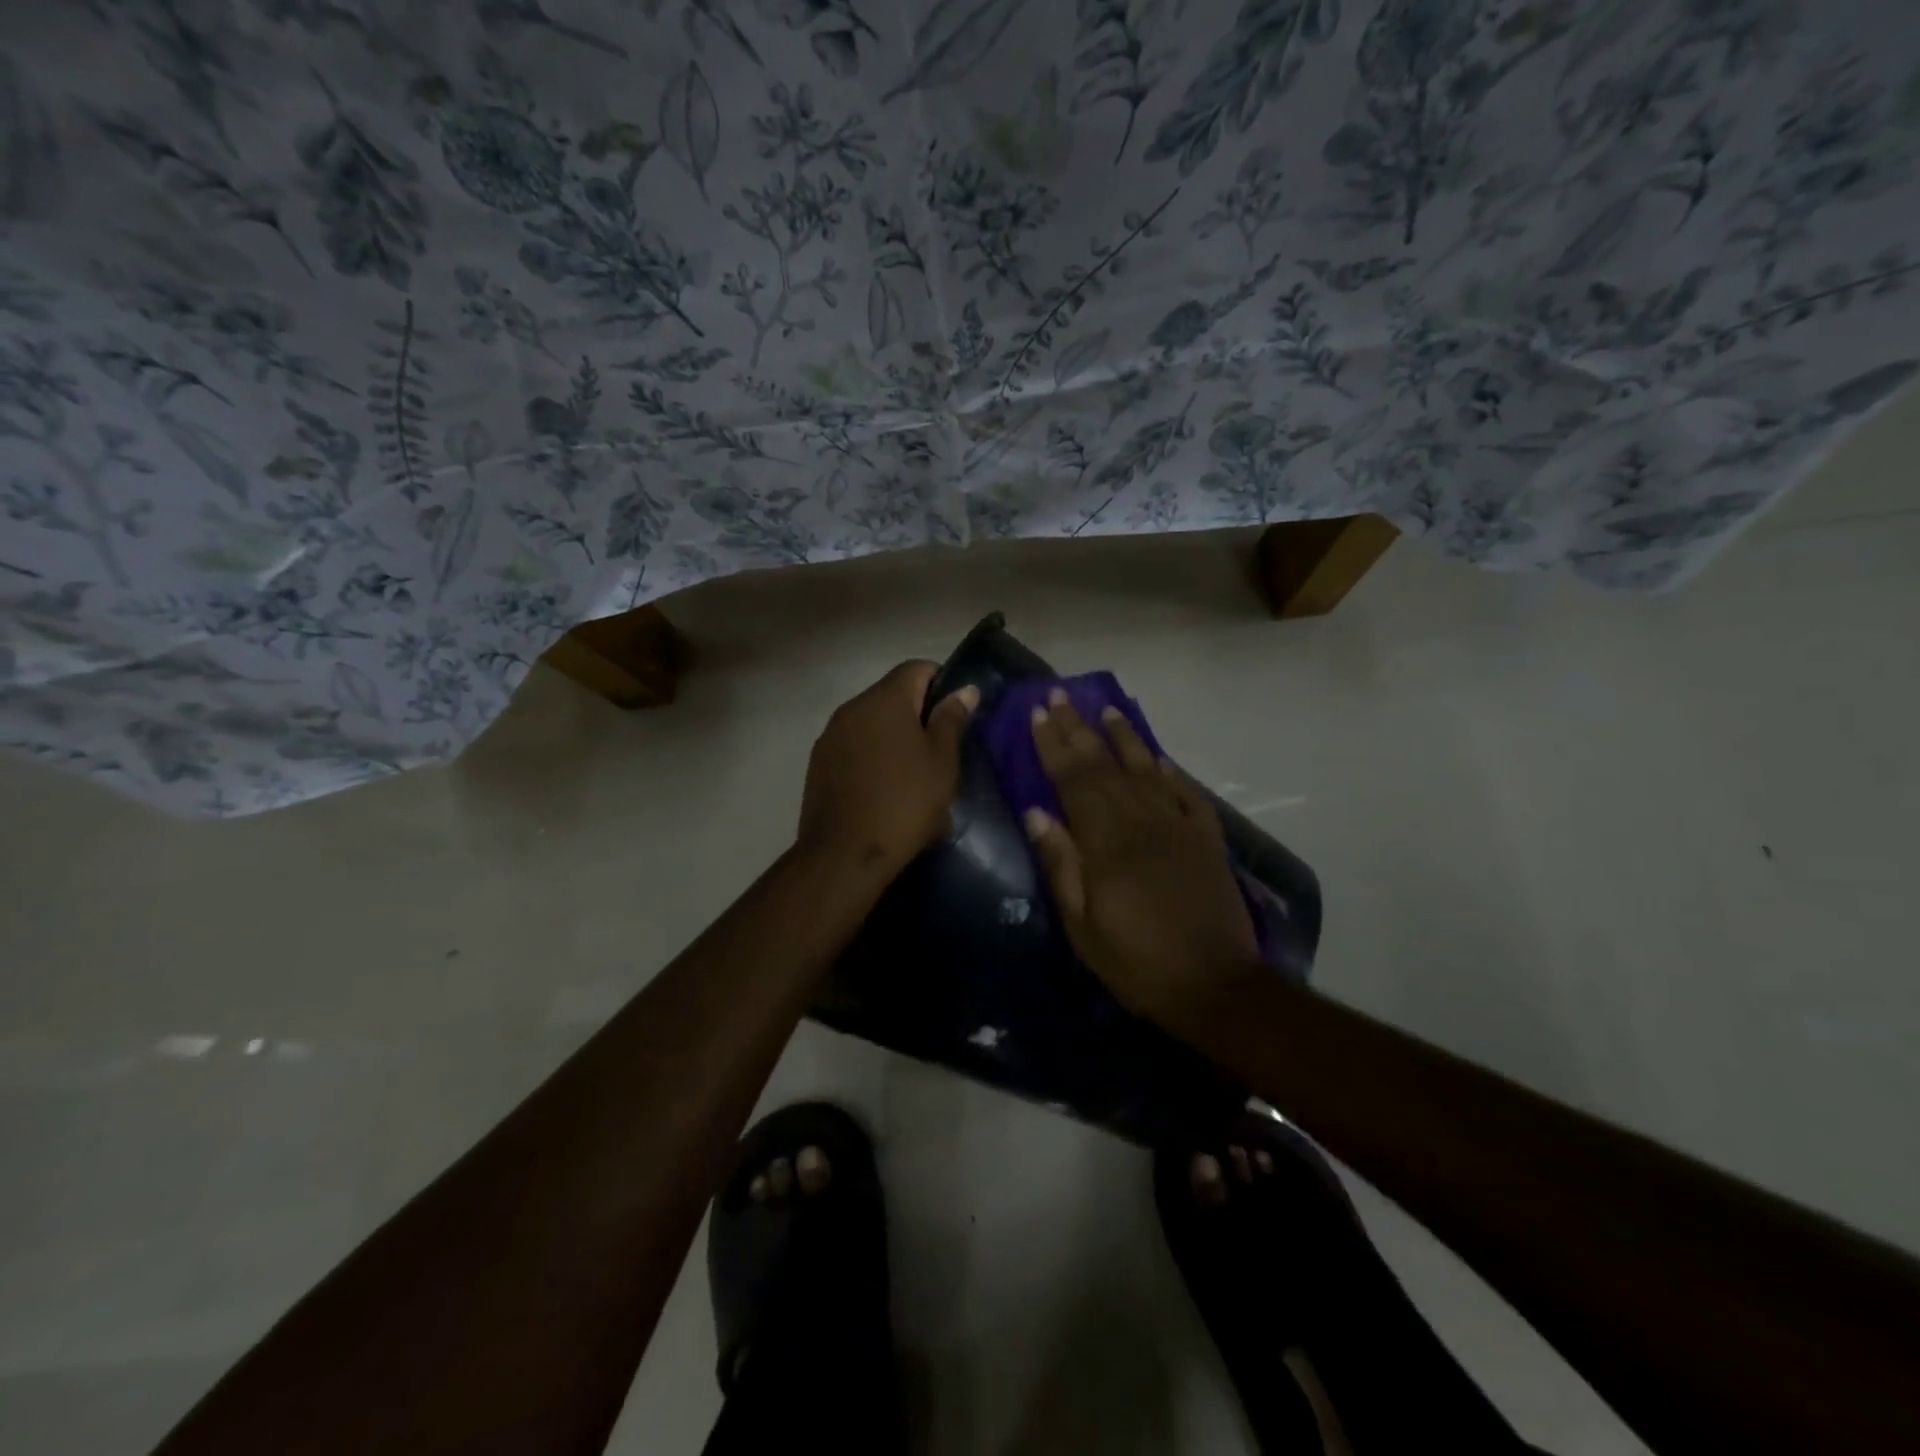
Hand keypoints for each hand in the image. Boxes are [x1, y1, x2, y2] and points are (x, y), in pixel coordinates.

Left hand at [797, 662, 978, 874]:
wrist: (844, 854)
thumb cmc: (905, 802)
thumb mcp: (942, 762)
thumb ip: (952, 720)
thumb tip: (965, 690)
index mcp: (885, 699)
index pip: (917, 668)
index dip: (942, 682)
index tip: (957, 714)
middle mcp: (853, 707)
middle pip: (892, 693)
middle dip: (917, 712)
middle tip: (940, 748)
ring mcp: (831, 735)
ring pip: (871, 721)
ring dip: (893, 735)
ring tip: (912, 772)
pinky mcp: (819, 762)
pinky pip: (853, 745)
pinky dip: (872, 754)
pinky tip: (884, 787)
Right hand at [1025, 691, 1260, 1024]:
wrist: (1215, 987)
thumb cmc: (1137, 962)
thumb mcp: (1083, 926)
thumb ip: (1061, 865)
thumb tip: (1037, 813)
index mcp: (1107, 843)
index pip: (1073, 780)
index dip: (1053, 746)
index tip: (1037, 715)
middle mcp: (1142, 822)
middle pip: (1105, 766)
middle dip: (1079, 728)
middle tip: (1060, 696)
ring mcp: (1179, 827)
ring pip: (1146, 769)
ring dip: (1125, 737)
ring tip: (1107, 709)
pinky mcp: (1207, 840)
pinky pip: (1187, 795)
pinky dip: (1171, 772)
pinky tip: (1158, 758)